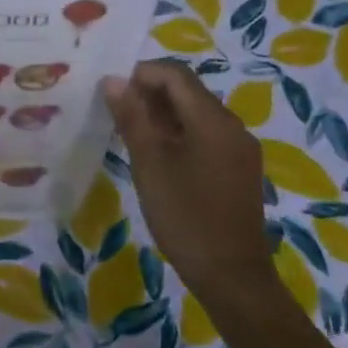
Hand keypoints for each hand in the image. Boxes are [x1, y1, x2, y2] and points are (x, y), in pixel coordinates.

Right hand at [101, 60, 272, 296]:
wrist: (230, 274)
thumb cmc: (185, 215)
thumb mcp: (150, 164)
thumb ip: (132, 118)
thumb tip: (113, 81)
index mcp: (213, 120)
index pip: (176, 75)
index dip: (141, 73)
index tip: (109, 90)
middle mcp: (232, 126)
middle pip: (188, 91)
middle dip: (149, 93)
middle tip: (113, 112)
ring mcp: (238, 149)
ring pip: (196, 114)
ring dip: (161, 115)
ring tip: (128, 132)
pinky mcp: (237, 169)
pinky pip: (204, 136)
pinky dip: (177, 134)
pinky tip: (154, 155)